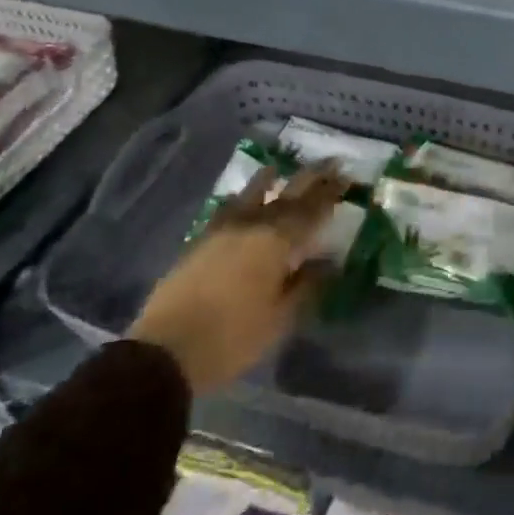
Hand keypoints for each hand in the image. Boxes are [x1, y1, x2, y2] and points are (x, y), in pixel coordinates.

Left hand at [129, 162, 349, 393]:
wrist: (165, 351)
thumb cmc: (232, 337)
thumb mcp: (280, 318)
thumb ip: (306, 284)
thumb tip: (329, 260)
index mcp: (277, 242)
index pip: (312, 209)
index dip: (331, 192)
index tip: (348, 177)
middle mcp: (252, 225)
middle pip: (287, 195)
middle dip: (311, 178)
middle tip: (330, 163)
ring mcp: (222, 230)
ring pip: (251, 195)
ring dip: (270, 180)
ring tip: (279, 169)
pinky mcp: (199, 242)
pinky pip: (227, 209)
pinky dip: (241, 199)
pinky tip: (240, 198)